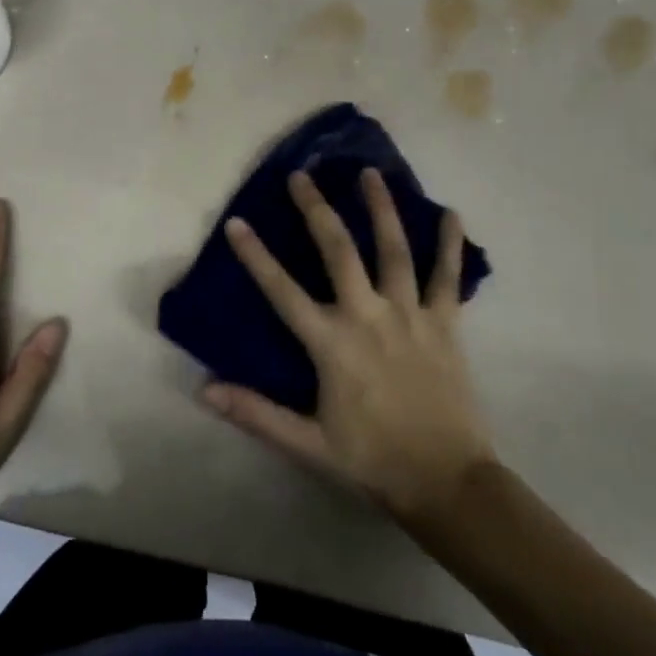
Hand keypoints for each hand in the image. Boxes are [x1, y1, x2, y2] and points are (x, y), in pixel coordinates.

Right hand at [203, 168, 495, 525]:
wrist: (448, 482)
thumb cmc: (373, 460)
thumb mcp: (307, 443)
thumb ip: (256, 412)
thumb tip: (204, 391)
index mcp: (332, 343)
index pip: (283, 291)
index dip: (256, 255)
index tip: (236, 222)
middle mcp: (368, 316)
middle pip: (338, 250)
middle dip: (316, 209)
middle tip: (301, 175)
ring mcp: (410, 315)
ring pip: (393, 249)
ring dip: (380, 207)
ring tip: (369, 173)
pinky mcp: (445, 323)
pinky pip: (447, 276)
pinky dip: (449, 244)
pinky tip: (451, 213)